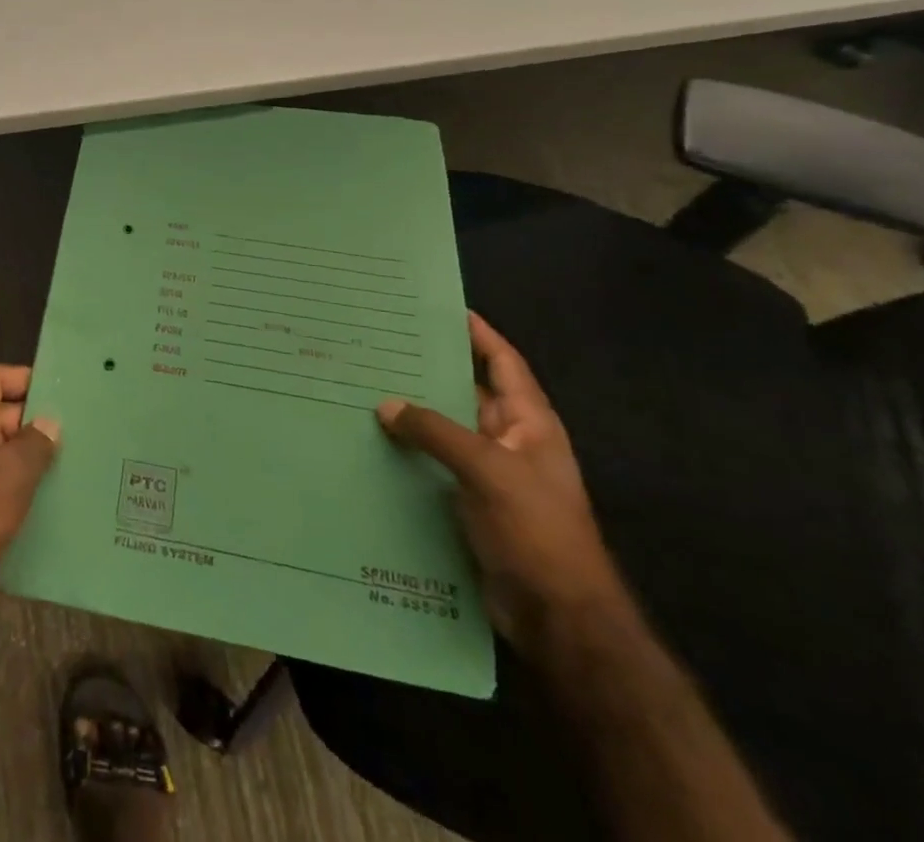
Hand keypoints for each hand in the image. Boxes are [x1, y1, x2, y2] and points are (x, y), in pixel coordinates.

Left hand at [0, 365, 60, 608]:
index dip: (24, 379)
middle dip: (33, 425)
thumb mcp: (10, 475)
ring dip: (26, 462)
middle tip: (76, 437)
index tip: (59, 395)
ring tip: (68, 472)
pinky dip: (12, 493)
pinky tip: (42, 511)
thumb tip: (48, 423)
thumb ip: (35, 444)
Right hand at [377, 313, 630, 658]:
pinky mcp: (468, 502)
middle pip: (467, 391)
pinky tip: (372, 441)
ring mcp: (490, 474)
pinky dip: (408, 450)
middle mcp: (509, 441)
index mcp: (529, 423)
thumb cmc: (537, 531)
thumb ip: (436, 432)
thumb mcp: (488, 471)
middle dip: (430, 368)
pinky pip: (434, 463)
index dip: (478, 333)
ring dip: (413, 411)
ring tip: (364, 384)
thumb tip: (385, 404)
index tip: (442, 307)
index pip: (503, 362)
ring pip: (445, 428)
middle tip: (382, 342)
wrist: (559, 618)